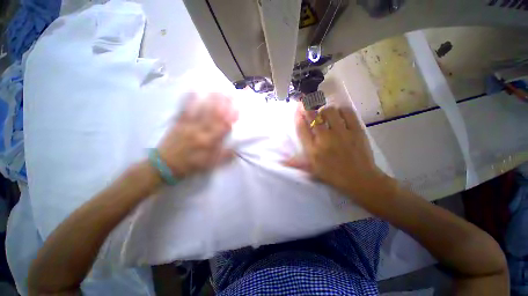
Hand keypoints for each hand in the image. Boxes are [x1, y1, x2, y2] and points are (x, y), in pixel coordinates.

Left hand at [157, 93, 237, 177]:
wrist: (163, 165)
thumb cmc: (189, 165)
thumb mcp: (209, 165)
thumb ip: (223, 156)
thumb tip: (237, 149)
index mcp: (208, 142)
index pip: (222, 127)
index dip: (231, 117)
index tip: (237, 108)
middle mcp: (199, 132)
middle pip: (213, 116)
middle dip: (223, 104)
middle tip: (231, 94)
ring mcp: (187, 125)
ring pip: (201, 111)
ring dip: (210, 100)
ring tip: (218, 90)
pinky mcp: (177, 123)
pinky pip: (184, 109)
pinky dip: (189, 99)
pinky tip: (194, 90)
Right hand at [285, 104, 392, 200]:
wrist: (359, 179)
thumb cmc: (333, 175)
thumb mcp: (312, 170)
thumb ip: (296, 163)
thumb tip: (281, 161)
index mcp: (313, 150)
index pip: (301, 128)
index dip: (298, 116)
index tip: (297, 108)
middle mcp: (324, 139)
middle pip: (313, 116)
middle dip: (307, 106)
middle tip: (306, 101)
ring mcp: (341, 133)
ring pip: (329, 111)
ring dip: (324, 109)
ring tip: (325, 113)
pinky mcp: (356, 130)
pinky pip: (347, 112)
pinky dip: (341, 110)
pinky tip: (339, 114)